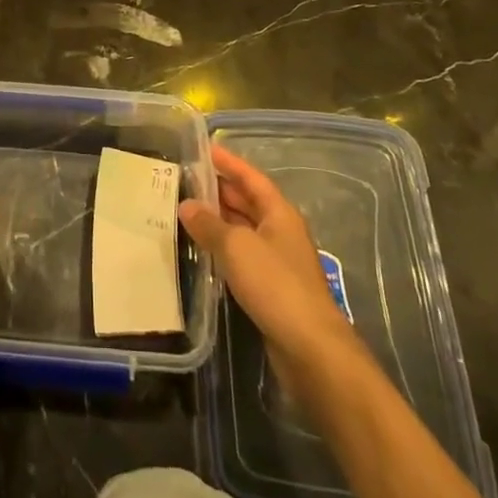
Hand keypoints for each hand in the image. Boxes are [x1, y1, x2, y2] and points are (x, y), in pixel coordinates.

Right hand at [181, 146, 356, 378]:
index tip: (205, 149)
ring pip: (244, 230)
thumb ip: (210, 224)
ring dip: (219, 220)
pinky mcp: (272, 289)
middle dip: (220, 190)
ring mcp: (278, 261)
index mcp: (279, 213)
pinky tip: (203, 251)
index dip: (229, 163)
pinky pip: (243, 256)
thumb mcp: (237, 247)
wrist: (310, 348)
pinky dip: (223, 248)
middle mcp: (280, 232)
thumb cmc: (276, 285)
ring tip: (187, 211)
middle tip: (187, 179)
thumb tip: (187, 205)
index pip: (251, 178)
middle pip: (248, 203)